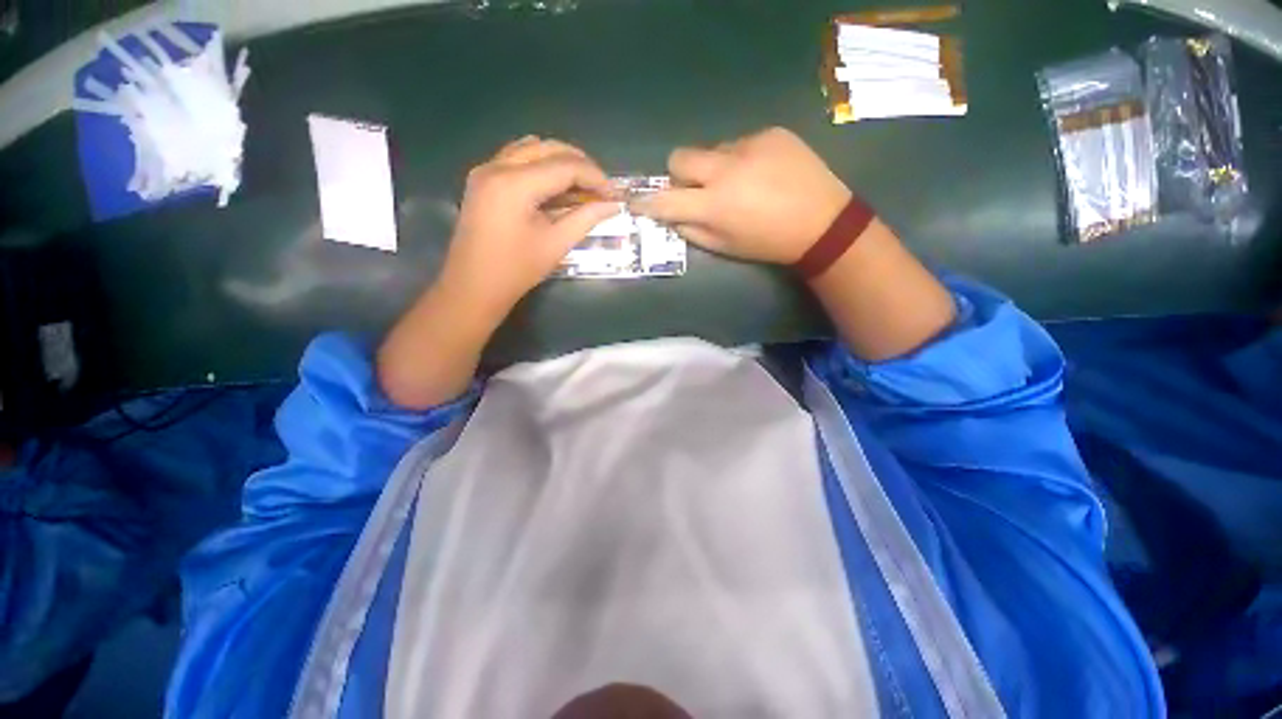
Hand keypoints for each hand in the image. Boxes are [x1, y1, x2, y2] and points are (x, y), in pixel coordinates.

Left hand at [440, 136, 619, 319]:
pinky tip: (554, 185)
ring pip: (531, 148)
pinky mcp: (482, 179)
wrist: (473, 287)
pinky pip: (516, 157)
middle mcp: (497, 166)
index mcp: (515, 184)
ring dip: (560, 160)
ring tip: (581, 184)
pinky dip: (540, 164)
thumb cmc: (516, 271)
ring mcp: (485, 170)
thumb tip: (613, 205)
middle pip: (548, 148)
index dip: (595, 176)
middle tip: (601, 188)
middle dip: (580, 164)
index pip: (565, 166)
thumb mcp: (556, 245)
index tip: (614, 194)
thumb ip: (586, 219)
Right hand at [629, 127, 852, 264]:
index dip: (647, 202)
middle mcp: (726, 169)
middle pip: (680, 157)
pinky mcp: (770, 132)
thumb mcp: (725, 247)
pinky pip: (741, 142)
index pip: (665, 200)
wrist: (822, 222)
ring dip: (715, 167)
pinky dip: (743, 158)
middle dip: (680, 174)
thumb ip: (691, 230)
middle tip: (697, 189)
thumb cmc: (767, 243)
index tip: (636, 201)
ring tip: (742, 183)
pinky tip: (763, 172)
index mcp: (714, 205)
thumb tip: (671, 215)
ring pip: (712, 150)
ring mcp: (750, 145)